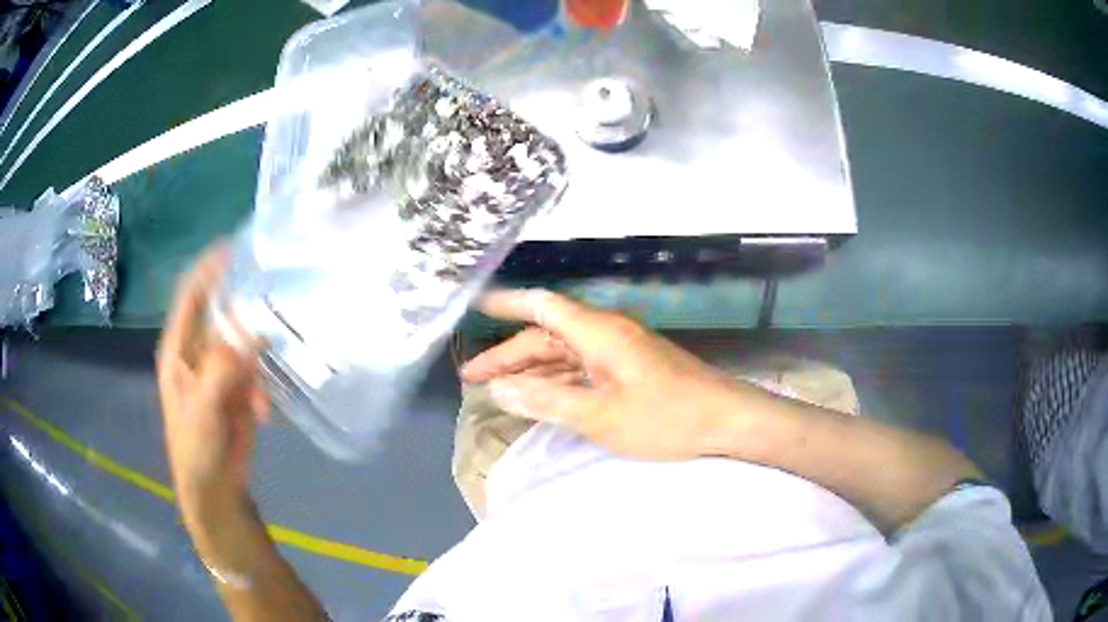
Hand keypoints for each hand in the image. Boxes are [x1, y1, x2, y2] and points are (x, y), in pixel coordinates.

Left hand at [156, 245, 269, 532]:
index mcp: (179, 349)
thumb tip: (251, 336)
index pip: (191, 297)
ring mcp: (220, 369)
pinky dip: (263, 387)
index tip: (232, 248)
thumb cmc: (195, 446)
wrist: (214, 486)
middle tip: (271, 304)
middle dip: (243, 312)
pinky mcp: (239, 388)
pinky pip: (256, 372)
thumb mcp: (202, 408)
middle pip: (222, 315)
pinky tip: (265, 412)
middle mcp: (199, 351)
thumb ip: (221, 370)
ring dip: (257, 360)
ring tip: (261, 388)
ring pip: (243, 343)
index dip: (207, 270)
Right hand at [461, 290, 751, 459]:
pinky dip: (556, 382)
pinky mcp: (628, 370)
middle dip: (507, 356)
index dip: (504, 305)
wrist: (726, 420)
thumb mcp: (600, 416)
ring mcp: (618, 353)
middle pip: (546, 336)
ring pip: (562, 356)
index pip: (541, 306)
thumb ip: (546, 401)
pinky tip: (538, 397)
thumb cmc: (665, 417)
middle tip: (471, 377)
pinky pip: (581, 370)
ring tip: (495, 389)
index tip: (472, 307)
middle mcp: (605, 334)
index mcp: (597, 333)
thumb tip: (499, 391)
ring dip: (529, 371)